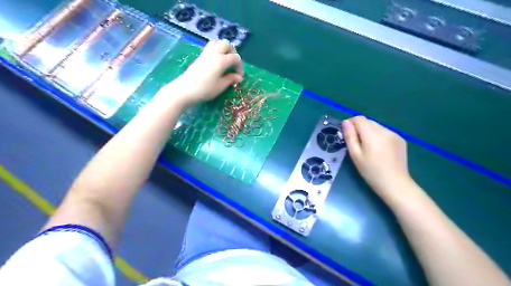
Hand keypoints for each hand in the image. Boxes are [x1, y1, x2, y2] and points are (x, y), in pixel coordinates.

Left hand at [161, 39, 245, 106]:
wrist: (184, 90)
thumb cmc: (205, 89)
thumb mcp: (220, 86)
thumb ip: (231, 79)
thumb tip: (239, 77)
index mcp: (221, 60)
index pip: (236, 57)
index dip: (240, 66)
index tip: (239, 77)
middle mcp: (214, 53)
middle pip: (226, 44)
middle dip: (233, 52)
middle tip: (233, 64)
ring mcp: (205, 54)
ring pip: (217, 43)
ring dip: (223, 49)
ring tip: (225, 61)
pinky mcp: (199, 58)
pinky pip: (210, 48)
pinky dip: (216, 51)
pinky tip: (216, 63)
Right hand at [343, 115, 409, 199]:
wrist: (395, 183)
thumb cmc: (370, 171)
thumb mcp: (355, 155)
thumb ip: (350, 136)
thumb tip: (345, 122)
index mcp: (372, 134)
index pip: (359, 119)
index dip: (351, 123)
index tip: (348, 134)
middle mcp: (384, 130)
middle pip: (368, 121)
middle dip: (360, 128)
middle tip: (357, 144)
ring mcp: (394, 134)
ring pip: (377, 126)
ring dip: (370, 132)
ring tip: (369, 148)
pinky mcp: (400, 139)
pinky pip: (385, 132)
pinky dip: (379, 136)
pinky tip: (380, 150)